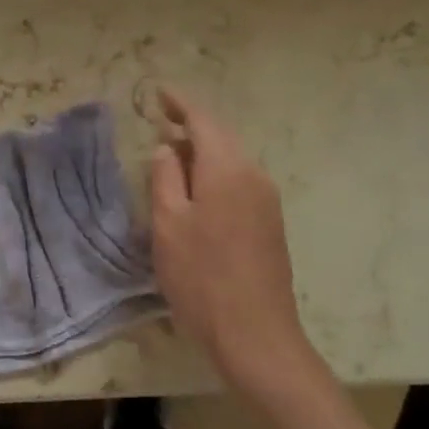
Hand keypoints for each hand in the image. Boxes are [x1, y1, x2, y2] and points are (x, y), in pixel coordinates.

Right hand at [149, 87, 316, 397]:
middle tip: (161, 121)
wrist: (256, 335)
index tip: (158, 93)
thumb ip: (165, 177)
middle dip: (191, 125)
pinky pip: (239, 180)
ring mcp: (267, 200)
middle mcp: (254, 175)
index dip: (180, 103)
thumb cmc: (202, 278)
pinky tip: (197, 189)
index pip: (203, 120)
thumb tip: (167, 147)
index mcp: (227, 169)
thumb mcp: (168, 224)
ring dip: (203, 151)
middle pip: (221, 136)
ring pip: (231, 159)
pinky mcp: (270, 223)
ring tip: (172, 155)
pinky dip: (215, 172)